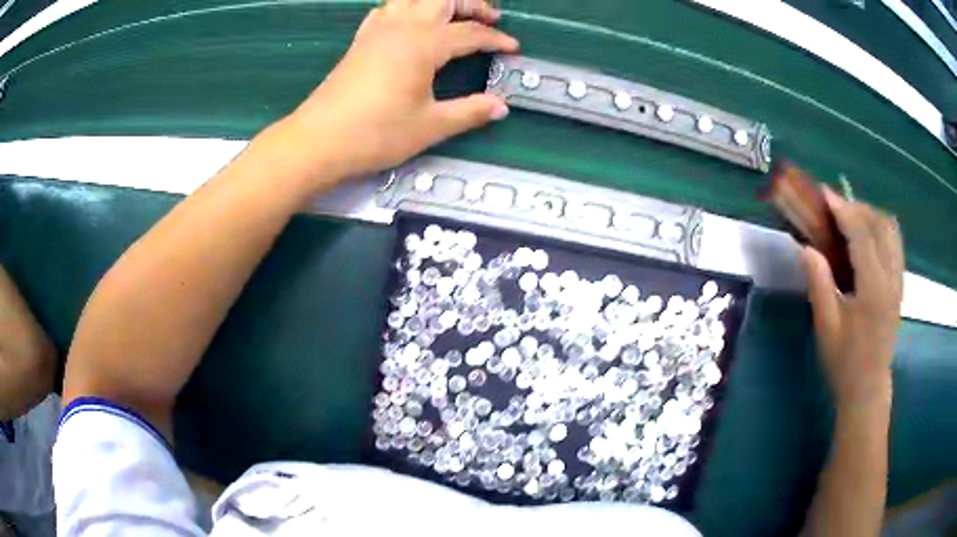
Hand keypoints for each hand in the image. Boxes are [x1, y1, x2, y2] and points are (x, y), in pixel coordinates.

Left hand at [279, 0, 518, 182]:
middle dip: (471, 2)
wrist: (319, 140)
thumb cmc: (376, 134)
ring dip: (438, 1)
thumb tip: (501, 106)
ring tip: (454, 16)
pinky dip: (405, 8)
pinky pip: (387, 9)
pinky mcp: (360, 40)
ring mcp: (378, 30)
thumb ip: (470, 112)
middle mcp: (403, 26)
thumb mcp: (430, 126)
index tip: (513, 48)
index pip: (471, 33)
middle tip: (487, 18)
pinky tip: (410, 23)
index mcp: (425, 44)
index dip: (496, 39)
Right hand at [801, 187, 902, 406]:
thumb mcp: (826, 327)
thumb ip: (819, 284)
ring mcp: (898, 281)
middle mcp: (891, 278)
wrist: (867, 388)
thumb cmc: (844, 362)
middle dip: (857, 207)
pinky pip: (895, 243)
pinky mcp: (899, 286)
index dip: (843, 209)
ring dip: (871, 215)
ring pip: (892, 230)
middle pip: (880, 224)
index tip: (825, 193)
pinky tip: (867, 237)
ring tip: (851, 219)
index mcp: (873, 288)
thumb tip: (806, 247)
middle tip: (835, 208)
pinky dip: (881, 229)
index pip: (861, 234)